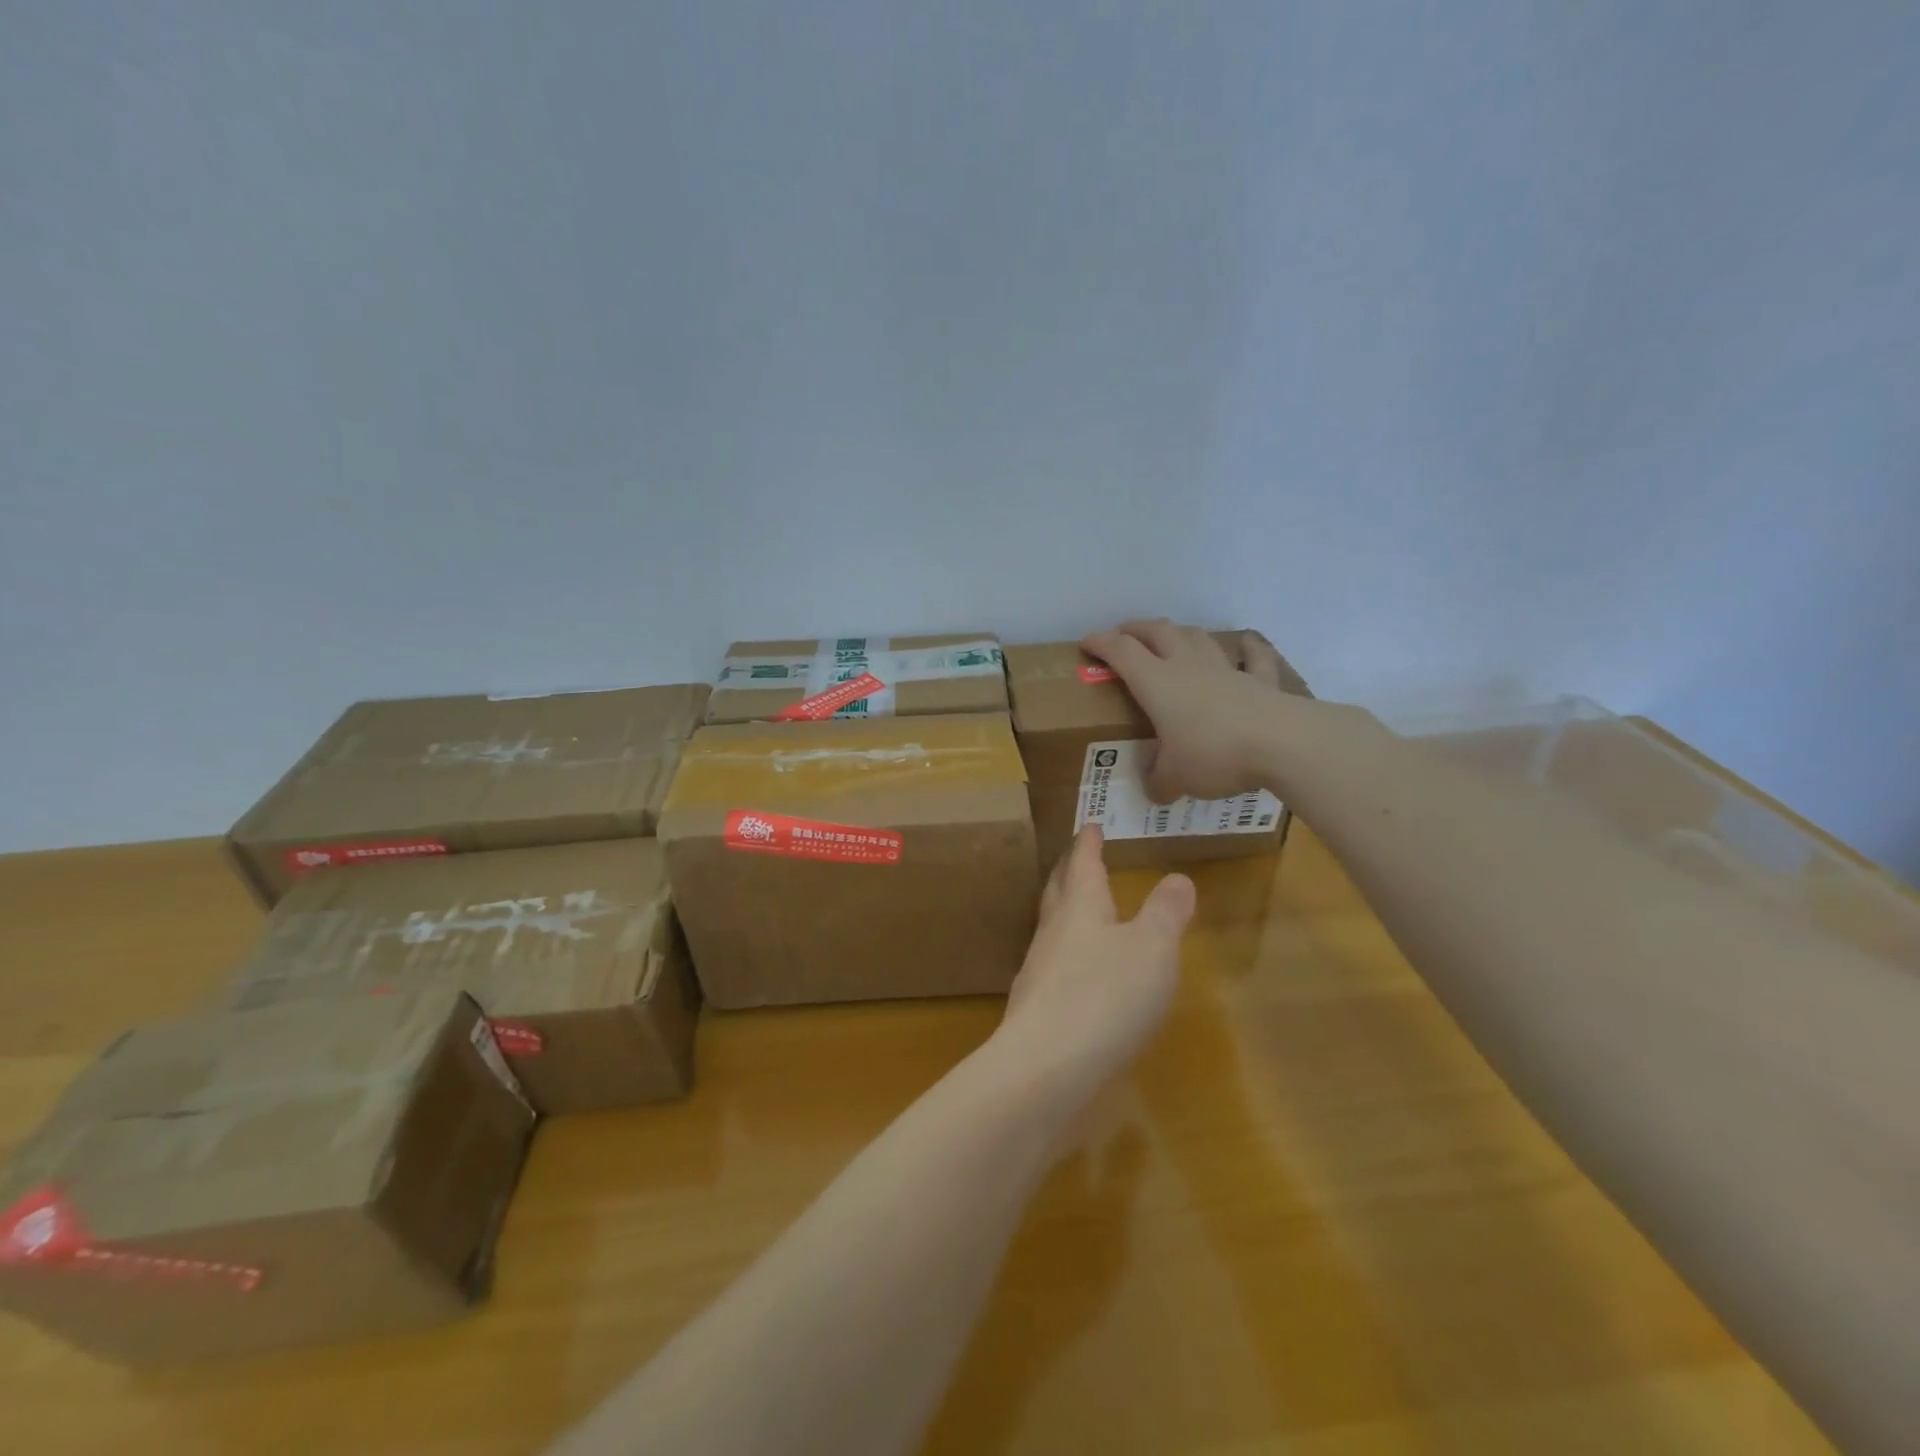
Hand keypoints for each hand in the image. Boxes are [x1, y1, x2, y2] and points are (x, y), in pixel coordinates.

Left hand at [996, 827, 1194, 1092]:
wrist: (1045, 1067)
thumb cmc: (1106, 996)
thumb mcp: (1153, 949)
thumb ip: (1166, 913)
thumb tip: (1177, 877)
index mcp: (1081, 908)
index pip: (1083, 864)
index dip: (1088, 844)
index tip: (1089, 825)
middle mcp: (1054, 931)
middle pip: (1058, 891)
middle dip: (1068, 871)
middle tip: (1073, 857)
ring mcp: (1038, 970)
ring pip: (1051, 927)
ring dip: (1063, 911)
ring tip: (1077, 910)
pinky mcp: (1035, 1007)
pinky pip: (1052, 965)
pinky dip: (1066, 954)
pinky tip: (1076, 974)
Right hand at [1081, 619, 1297, 800]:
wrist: (1281, 743)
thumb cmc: (1213, 754)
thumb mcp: (1175, 778)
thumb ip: (1160, 782)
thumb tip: (1155, 791)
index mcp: (1157, 684)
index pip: (1121, 652)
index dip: (1101, 643)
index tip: (1086, 643)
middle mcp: (1188, 667)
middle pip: (1158, 632)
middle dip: (1136, 629)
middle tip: (1124, 635)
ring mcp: (1227, 669)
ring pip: (1198, 637)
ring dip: (1180, 633)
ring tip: (1171, 638)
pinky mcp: (1261, 681)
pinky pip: (1254, 656)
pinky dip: (1248, 647)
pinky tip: (1246, 643)